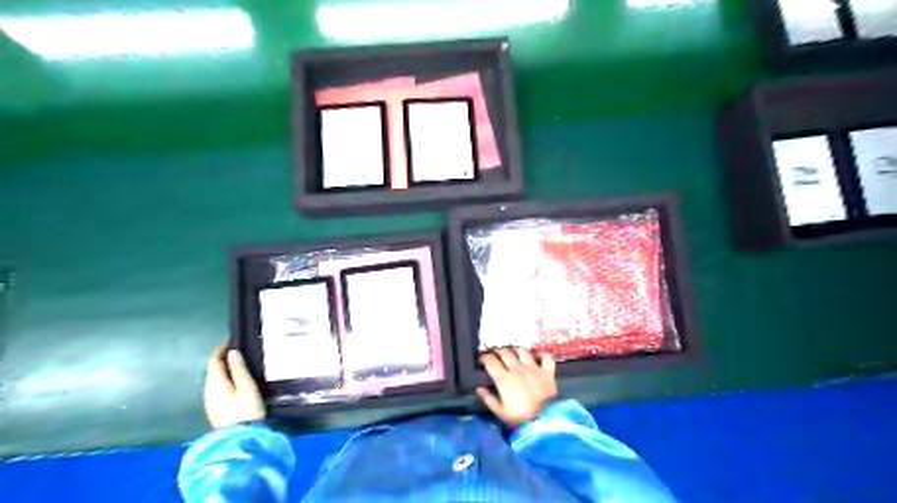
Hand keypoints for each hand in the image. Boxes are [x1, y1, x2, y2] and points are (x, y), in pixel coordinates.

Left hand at [204, 346, 265, 428]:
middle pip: (211, 371)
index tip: (233, 341)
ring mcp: (210, 402)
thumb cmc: (247, 410)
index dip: (221, 350)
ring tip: (237, 365)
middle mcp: (208, 391)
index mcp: (215, 383)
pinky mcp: (215, 410)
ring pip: (213, 380)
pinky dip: (223, 381)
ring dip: (222, 371)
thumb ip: (239, 369)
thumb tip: (232, 352)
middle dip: (221, 359)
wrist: (241, 438)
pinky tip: (233, 382)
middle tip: (237, 351)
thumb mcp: (247, 387)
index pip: (213, 361)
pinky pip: (216, 389)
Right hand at [476, 349, 553, 428]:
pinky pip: (546, 357)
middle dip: (497, 351)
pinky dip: (541, 354)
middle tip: (495, 355)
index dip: (484, 358)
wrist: (545, 421)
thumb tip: (479, 388)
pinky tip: (537, 355)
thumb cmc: (520, 418)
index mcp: (503, 378)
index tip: (481, 360)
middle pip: (505, 352)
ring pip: (522, 351)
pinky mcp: (547, 371)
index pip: (490, 361)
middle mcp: (517, 368)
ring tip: (512, 353)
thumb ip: (488, 399)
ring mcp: (533, 368)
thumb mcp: (500, 412)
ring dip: (515, 350)